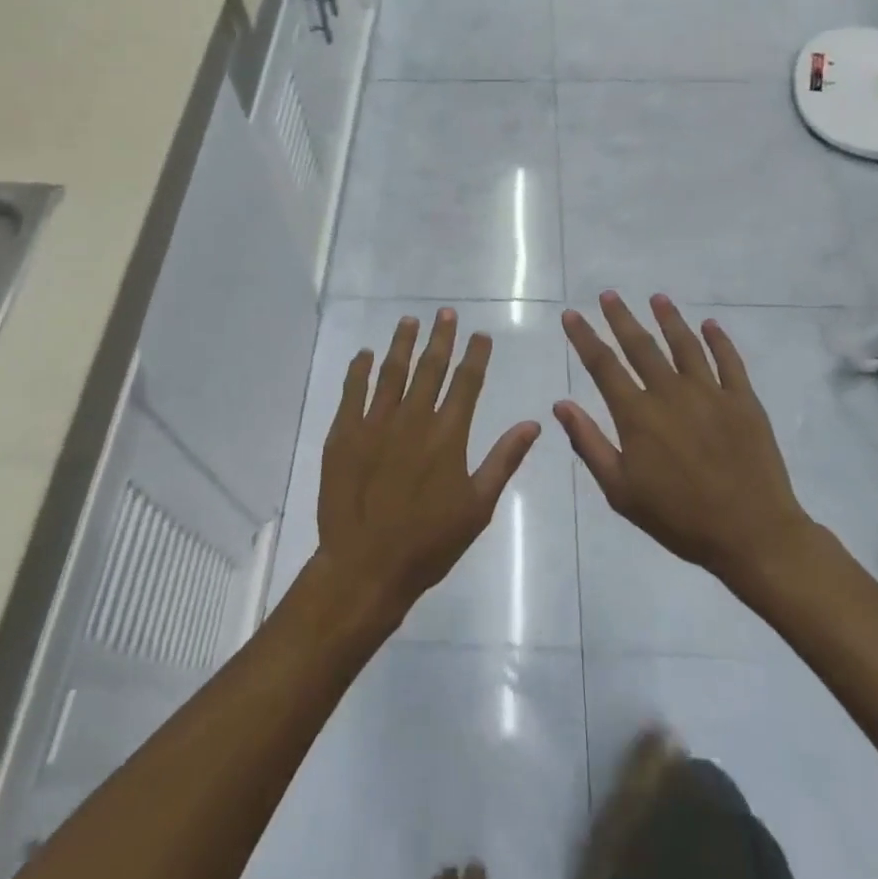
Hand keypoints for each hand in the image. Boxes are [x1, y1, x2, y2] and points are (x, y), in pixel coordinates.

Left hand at [315, 309, 540, 624]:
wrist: (367, 566)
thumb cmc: (429, 542)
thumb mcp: (478, 506)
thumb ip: (503, 460)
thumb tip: (533, 423)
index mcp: (448, 435)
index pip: (467, 382)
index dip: (475, 355)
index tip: (480, 334)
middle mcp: (413, 418)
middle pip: (430, 367)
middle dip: (440, 337)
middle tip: (445, 312)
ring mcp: (375, 423)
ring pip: (391, 371)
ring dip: (402, 343)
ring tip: (409, 320)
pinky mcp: (344, 433)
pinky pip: (352, 391)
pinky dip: (359, 369)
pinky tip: (364, 353)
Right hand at [557, 292, 820, 589]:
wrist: (752, 535)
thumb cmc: (679, 518)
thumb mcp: (621, 491)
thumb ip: (589, 444)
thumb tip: (561, 405)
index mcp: (637, 415)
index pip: (603, 365)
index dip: (584, 337)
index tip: (571, 315)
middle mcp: (670, 393)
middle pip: (640, 345)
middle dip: (621, 318)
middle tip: (609, 294)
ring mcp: (710, 393)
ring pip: (684, 345)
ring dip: (668, 318)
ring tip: (657, 298)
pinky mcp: (743, 401)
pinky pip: (729, 361)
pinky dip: (718, 340)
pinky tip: (709, 324)